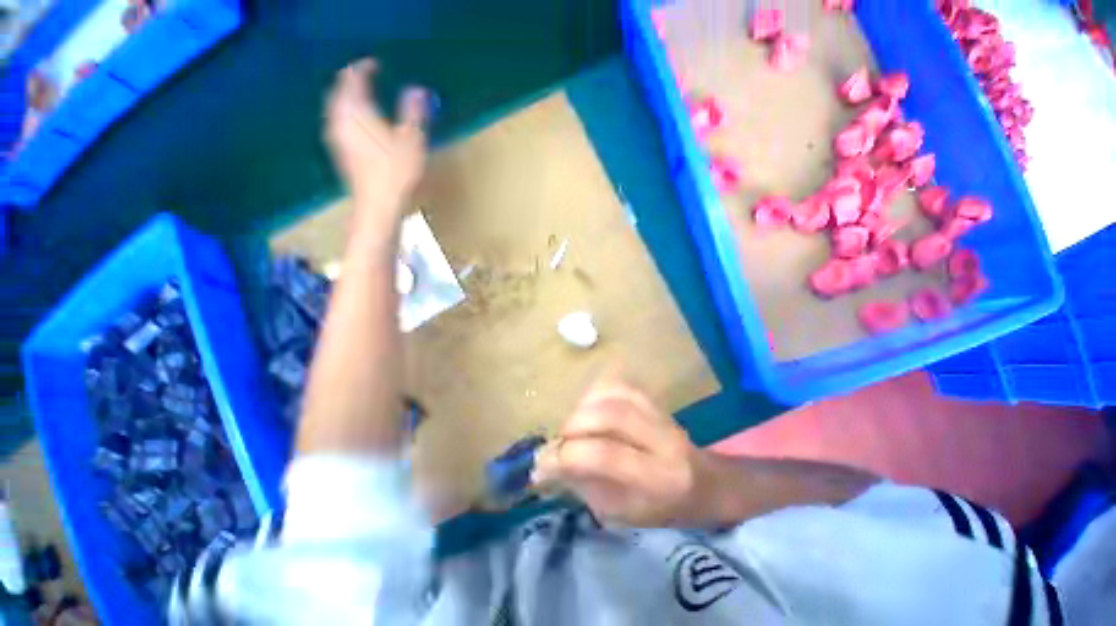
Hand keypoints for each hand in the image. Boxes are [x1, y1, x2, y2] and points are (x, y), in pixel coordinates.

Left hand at [325, 58, 429, 220]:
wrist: (377, 204)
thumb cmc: (396, 172)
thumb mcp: (412, 141)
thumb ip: (414, 113)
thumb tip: (418, 89)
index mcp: (356, 110)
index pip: (354, 77)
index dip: (365, 68)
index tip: (376, 65)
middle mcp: (340, 118)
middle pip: (340, 90)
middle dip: (352, 81)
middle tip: (367, 78)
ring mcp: (336, 136)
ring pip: (336, 106)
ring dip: (347, 98)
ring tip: (362, 98)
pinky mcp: (339, 151)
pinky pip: (337, 122)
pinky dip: (347, 114)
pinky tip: (358, 124)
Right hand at [533, 379, 709, 526]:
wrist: (704, 482)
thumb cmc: (660, 508)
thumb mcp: (621, 514)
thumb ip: (584, 486)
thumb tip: (547, 464)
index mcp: (658, 478)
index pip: (605, 456)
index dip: (567, 457)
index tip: (540, 465)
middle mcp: (662, 439)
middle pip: (610, 415)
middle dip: (573, 427)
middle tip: (560, 442)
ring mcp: (659, 413)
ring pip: (613, 394)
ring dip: (582, 407)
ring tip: (573, 427)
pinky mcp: (653, 398)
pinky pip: (618, 384)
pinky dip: (595, 393)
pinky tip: (587, 408)